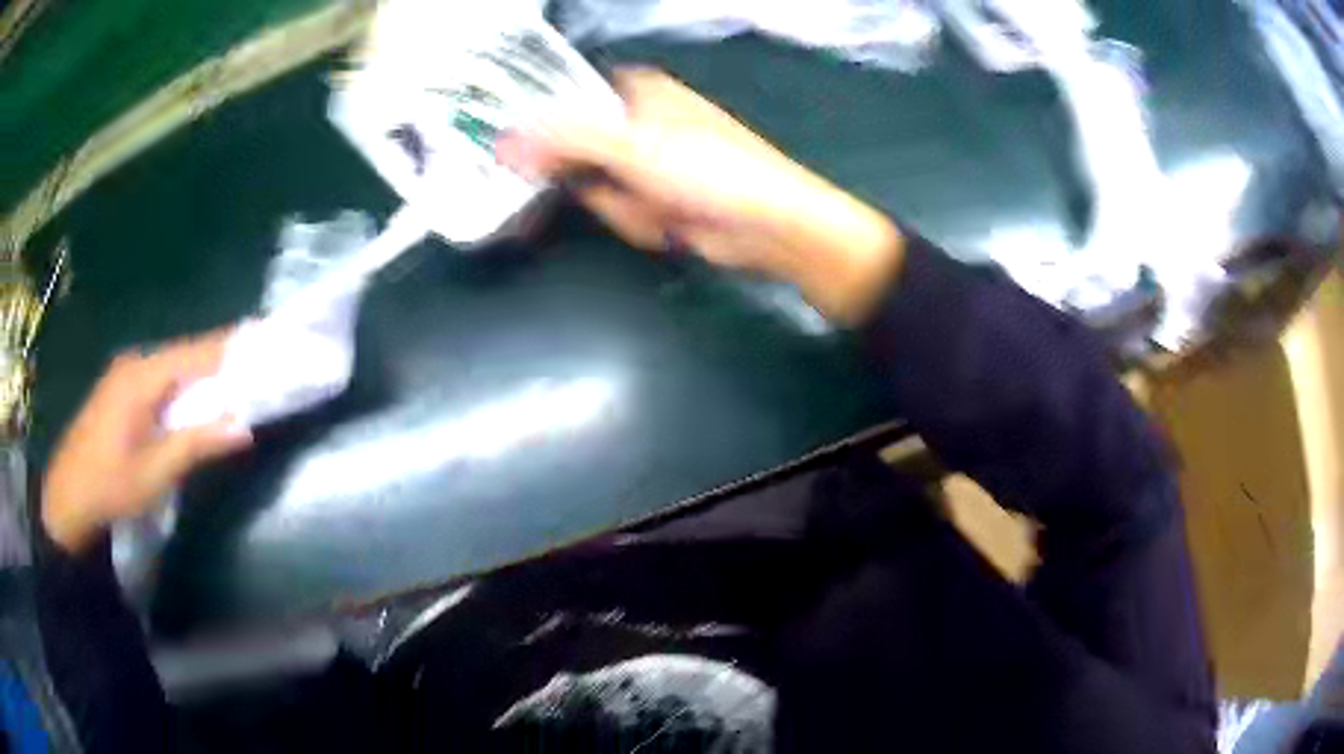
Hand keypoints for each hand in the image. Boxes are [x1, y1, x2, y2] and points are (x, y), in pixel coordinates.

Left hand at [42, 330, 252, 552]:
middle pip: (185, 354)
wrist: (67, 499)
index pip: (197, 351)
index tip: (265, 341)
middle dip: (220, 360)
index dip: (232, 347)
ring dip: (201, 374)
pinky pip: (158, 378)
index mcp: (143, 375)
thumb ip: (198, 444)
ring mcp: (123, 375)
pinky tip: (192, 400)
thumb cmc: (110, 486)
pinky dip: (182, 386)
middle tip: (256, 364)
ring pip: (172, 366)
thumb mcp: (156, 472)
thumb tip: (243, 426)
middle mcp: (134, 363)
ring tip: (233, 380)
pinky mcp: (119, 391)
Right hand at [496, 67, 904, 322]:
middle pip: (575, 148)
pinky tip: (668, 225)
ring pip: (595, 187)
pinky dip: (639, 223)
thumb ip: (563, 140)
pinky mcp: (658, 198)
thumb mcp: (629, 147)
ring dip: (621, 207)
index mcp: (636, 90)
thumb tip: (501, 141)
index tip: (515, 150)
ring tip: (659, 208)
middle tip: (615, 187)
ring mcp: (648, 161)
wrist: (769, 226)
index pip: (567, 97)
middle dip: (591, 180)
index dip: (542, 123)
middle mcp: (638, 119)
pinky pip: (621, 211)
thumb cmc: (706, 170)